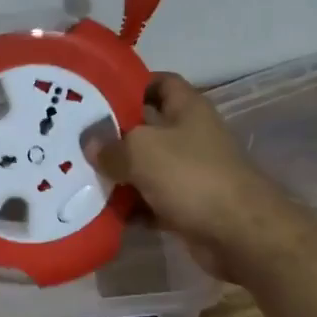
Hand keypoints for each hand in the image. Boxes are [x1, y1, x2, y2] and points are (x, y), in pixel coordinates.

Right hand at [87, 73, 291, 280]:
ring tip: (79, 176)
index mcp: (188, 108)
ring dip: (120, 175)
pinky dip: (132, 207)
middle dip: (115, 135)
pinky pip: (152, 201)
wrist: (239, 234)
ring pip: (147, 168)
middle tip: (77, 138)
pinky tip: (102, 212)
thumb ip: (111, 146)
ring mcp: (191, 173)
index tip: (98, 94)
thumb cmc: (192, 176)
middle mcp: (191, 136)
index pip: (160, 83)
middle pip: (148, 128)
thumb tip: (89, 143)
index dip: (131, 84)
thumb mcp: (142, 150)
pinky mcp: (188, 206)